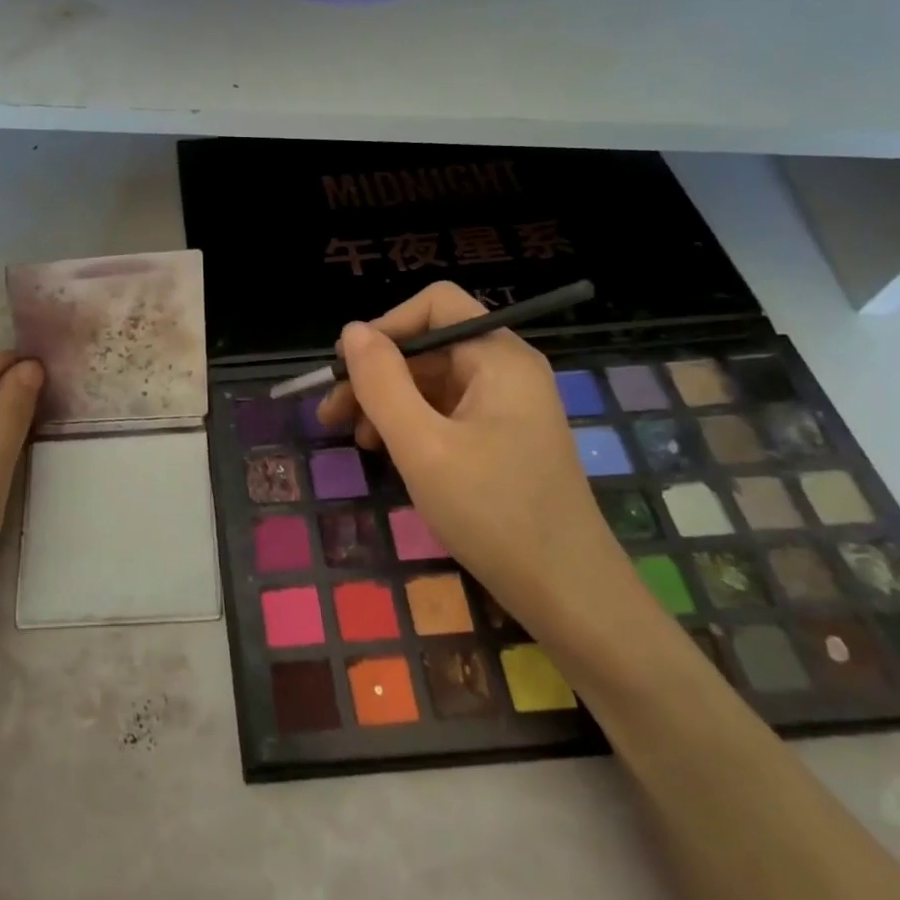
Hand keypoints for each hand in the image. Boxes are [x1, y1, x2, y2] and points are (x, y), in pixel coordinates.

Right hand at [313, 282, 634, 640]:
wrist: (568, 593)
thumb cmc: (493, 512)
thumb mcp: (422, 445)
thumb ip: (382, 382)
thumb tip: (352, 331)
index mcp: (498, 357)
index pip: (436, 305)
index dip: (386, 327)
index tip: (348, 370)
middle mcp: (506, 370)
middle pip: (429, 345)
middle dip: (377, 374)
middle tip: (332, 414)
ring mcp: (507, 406)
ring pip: (432, 382)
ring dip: (387, 402)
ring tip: (356, 441)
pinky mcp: (503, 438)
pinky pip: (446, 412)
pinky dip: (411, 425)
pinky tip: (388, 453)